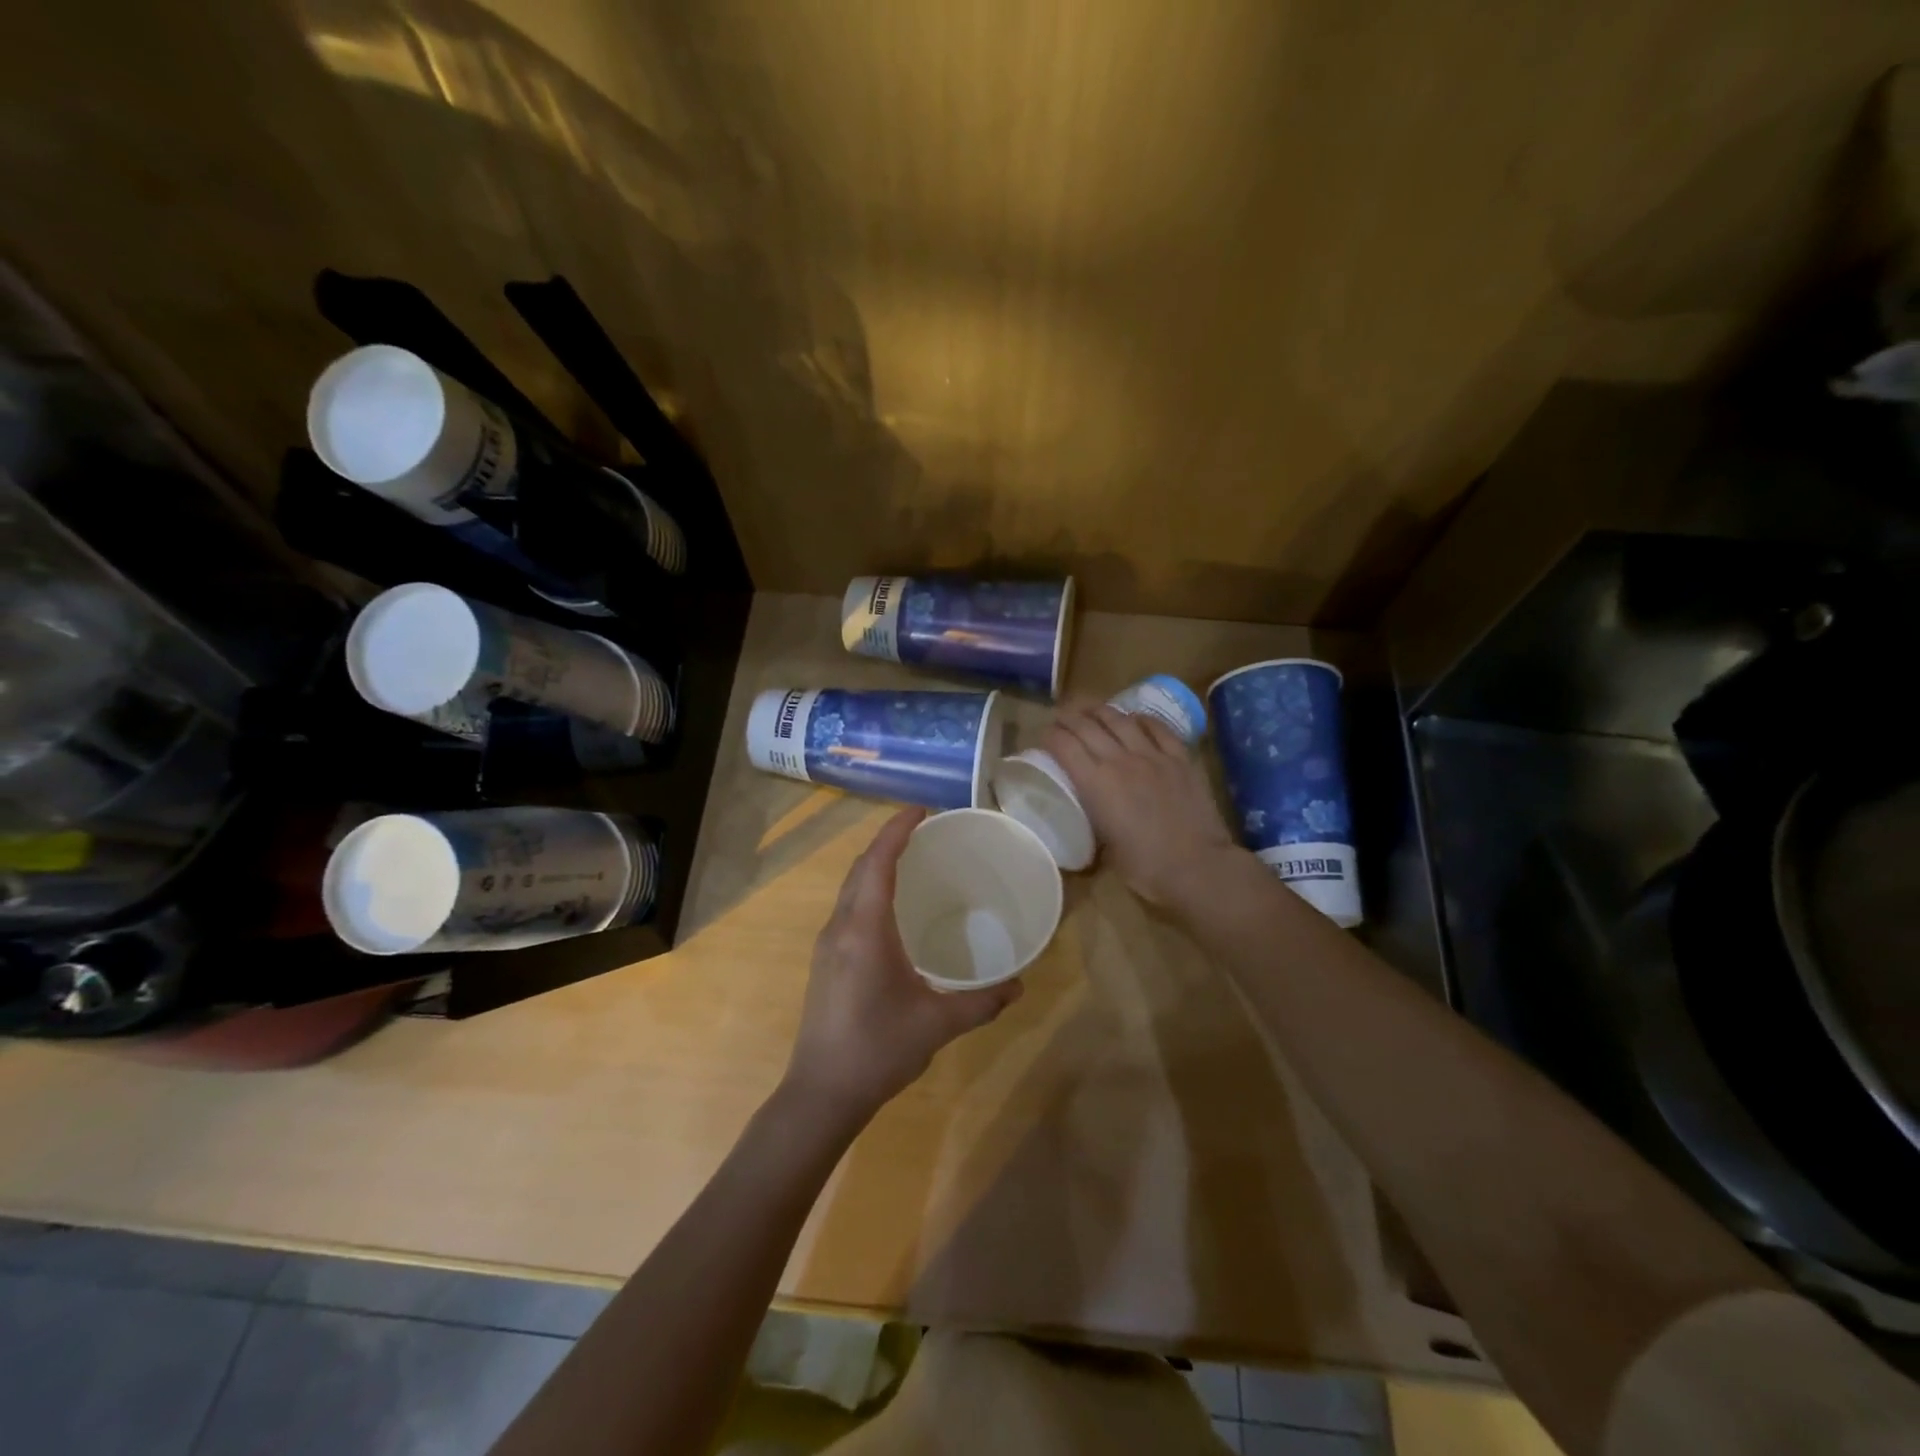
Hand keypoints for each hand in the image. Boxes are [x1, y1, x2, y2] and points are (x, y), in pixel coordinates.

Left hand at [785, 808, 1021, 1122]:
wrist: (821, 1092)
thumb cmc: (878, 1049)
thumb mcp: (937, 1024)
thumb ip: (981, 1002)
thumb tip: (1019, 986)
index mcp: (865, 929)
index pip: (878, 862)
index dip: (897, 830)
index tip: (922, 809)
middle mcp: (841, 927)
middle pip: (861, 868)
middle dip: (888, 842)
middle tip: (924, 831)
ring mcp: (828, 944)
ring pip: (851, 888)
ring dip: (876, 866)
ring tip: (911, 862)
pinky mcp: (826, 962)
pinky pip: (848, 908)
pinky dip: (869, 891)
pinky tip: (893, 911)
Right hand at [1042, 704, 1238, 906]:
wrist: (1198, 867)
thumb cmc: (1145, 868)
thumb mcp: (1105, 845)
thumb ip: (1096, 818)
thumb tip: (1094, 810)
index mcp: (1095, 783)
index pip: (1064, 745)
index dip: (1050, 736)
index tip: (1044, 736)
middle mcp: (1120, 760)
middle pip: (1087, 725)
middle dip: (1068, 717)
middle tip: (1060, 717)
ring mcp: (1153, 755)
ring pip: (1120, 719)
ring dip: (1100, 710)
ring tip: (1090, 709)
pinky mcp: (1180, 758)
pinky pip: (1157, 728)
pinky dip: (1141, 719)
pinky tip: (1134, 718)